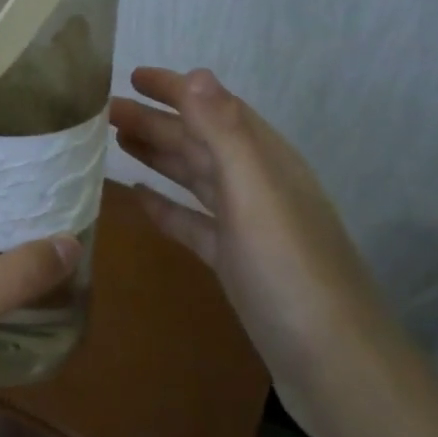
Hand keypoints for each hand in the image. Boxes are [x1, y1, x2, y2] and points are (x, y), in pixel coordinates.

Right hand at [110, 67, 385, 418]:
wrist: (332, 363)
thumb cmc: (290, 271)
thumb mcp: (255, 194)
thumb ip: (225, 133)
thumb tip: (196, 73)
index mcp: (266, 161)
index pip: (216, 109)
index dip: (177, 89)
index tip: (133, 76)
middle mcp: (257, 186)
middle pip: (200, 141)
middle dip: (157, 121)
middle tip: (105, 110)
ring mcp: (247, 226)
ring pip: (195, 177)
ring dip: (159, 156)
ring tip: (116, 141)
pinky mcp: (235, 261)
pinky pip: (193, 222)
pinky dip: (166, 206)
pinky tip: (139, 199)